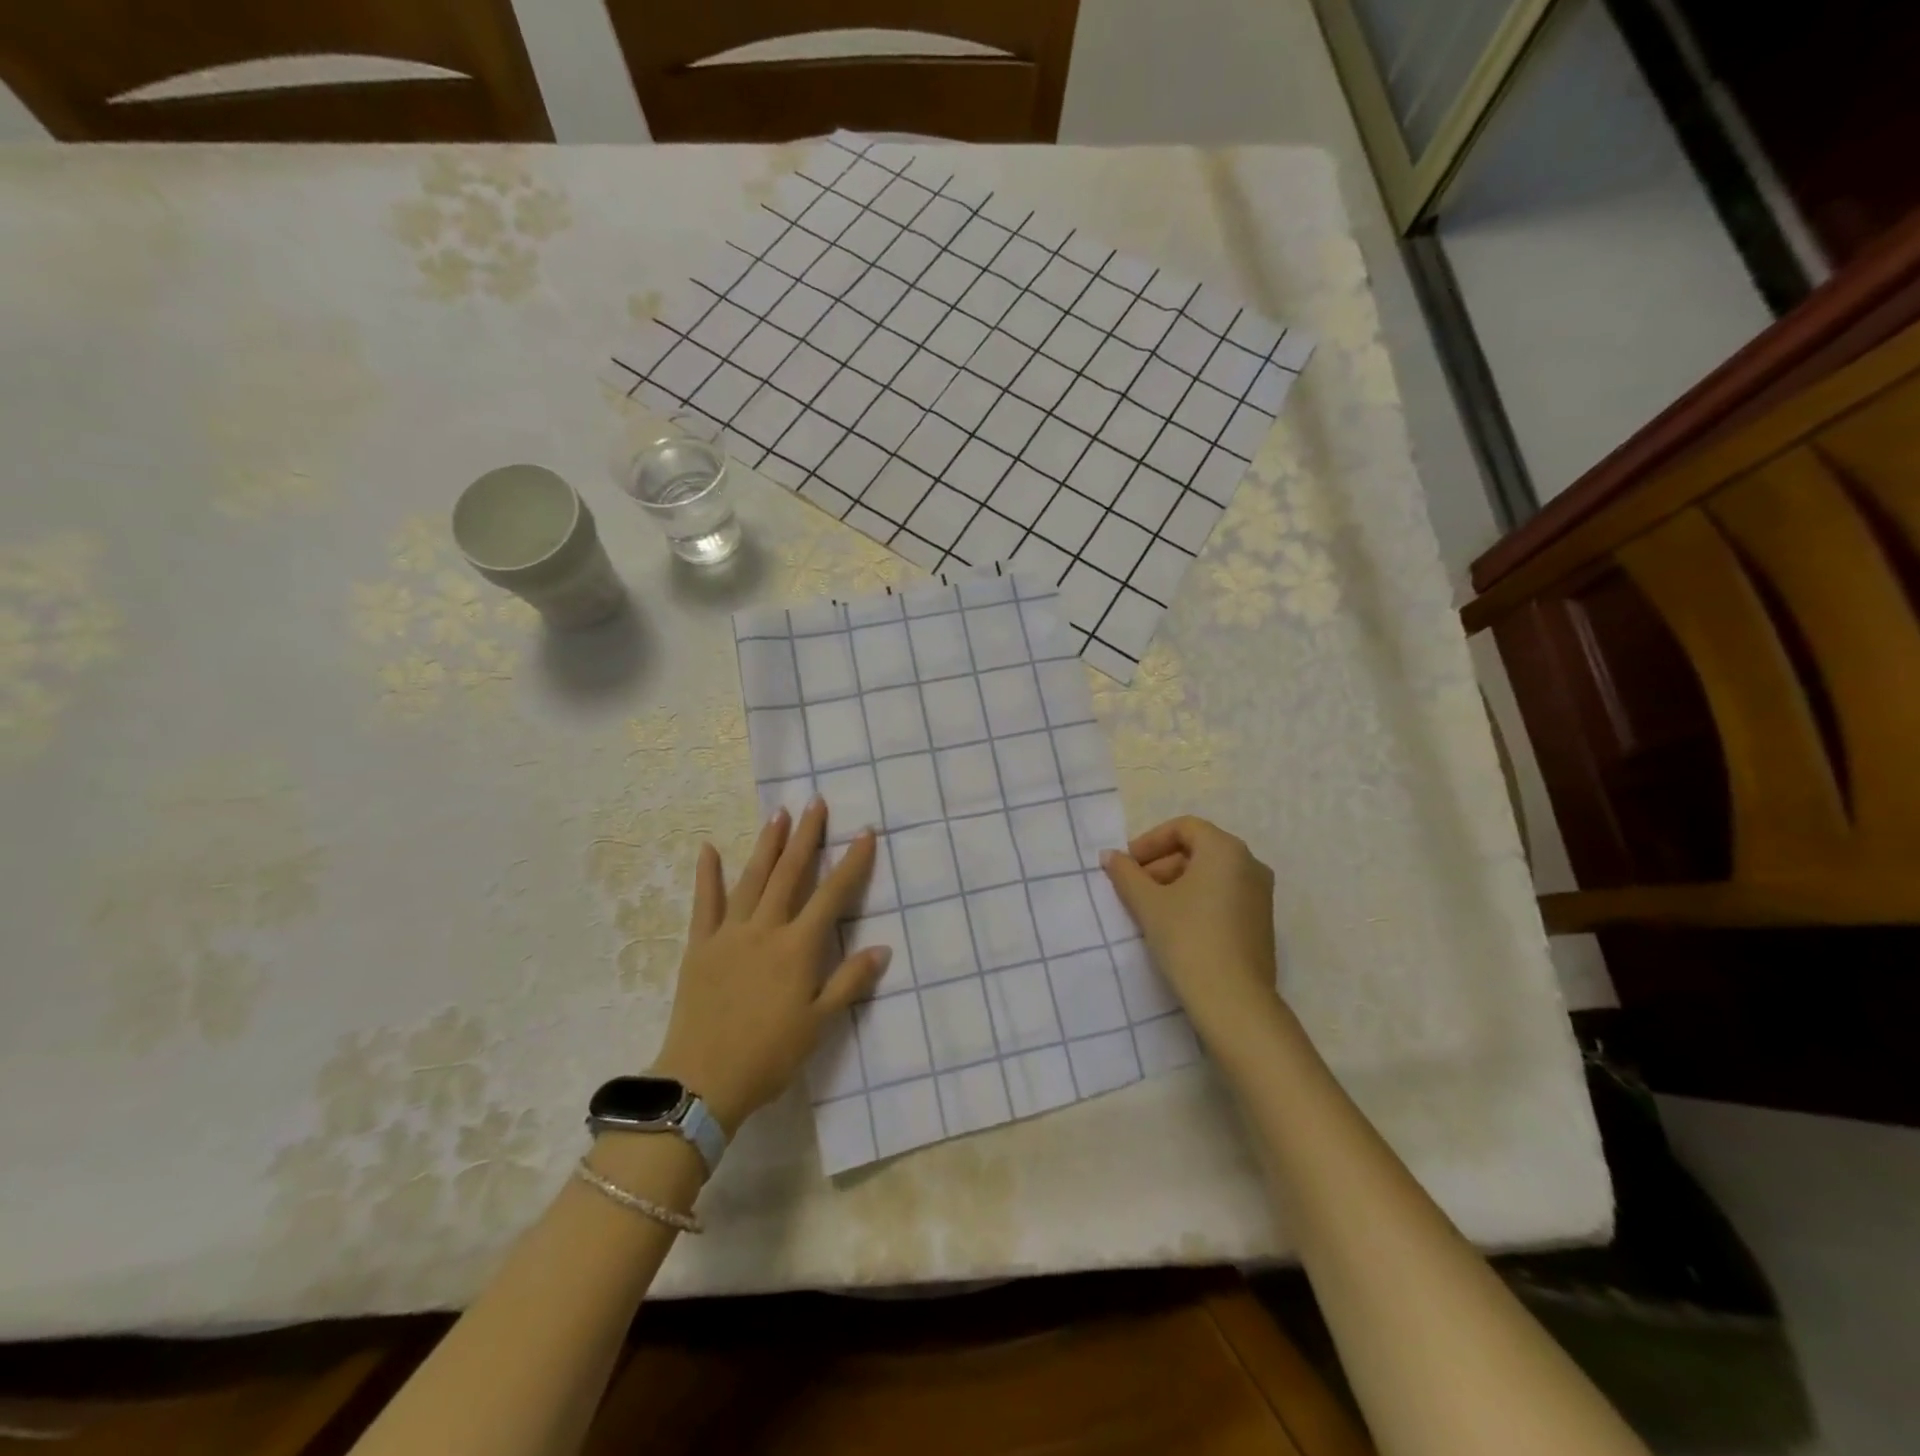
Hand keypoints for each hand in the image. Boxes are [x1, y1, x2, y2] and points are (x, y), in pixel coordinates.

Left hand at [649, 799, 886, 1134]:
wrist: (702, 1081)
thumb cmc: (769, 1055)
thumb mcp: (818, 1024)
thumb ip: (849, 982)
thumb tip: (882, 948)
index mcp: (798, 948)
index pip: (832, 895)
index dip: (852, 862)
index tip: (865, 832)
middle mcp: (765, 930)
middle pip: (790, 874)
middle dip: (806, 837)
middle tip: (816, 803)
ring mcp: (729, 934)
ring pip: (752, 879)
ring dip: (767, 845)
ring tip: (779, 814)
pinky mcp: (700, 946)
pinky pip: (704, 903)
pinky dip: (708, 875)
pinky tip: (708, 848)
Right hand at [1100, 816, 1281, 1046]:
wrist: (1233, 1000)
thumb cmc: (1188, 938)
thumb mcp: (1148, 903)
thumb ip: (1126, 874)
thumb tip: (1110, 856)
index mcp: (1225, 850)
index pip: (1183, 827)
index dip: (1150, 841)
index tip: (1127, 865)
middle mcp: (1250, 864)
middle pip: (1198, 849)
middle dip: (1161, 863)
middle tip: (1134, 888)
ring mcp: (1260, 894)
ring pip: (1211, 874)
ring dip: (1177, 882)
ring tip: (1150, 908)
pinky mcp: (1261, 921)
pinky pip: (1224, 895)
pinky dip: (1197, 899)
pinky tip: (1175, 924)